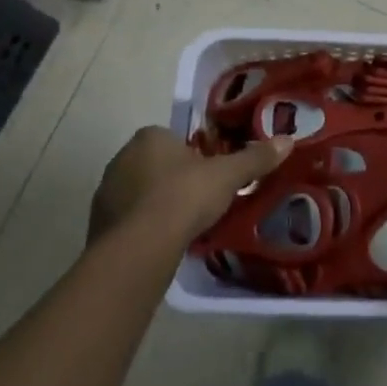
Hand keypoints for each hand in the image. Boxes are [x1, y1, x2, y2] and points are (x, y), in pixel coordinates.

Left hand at [88, 128, 292, 247]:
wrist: (140, 247)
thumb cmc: (184, 197)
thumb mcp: (227, 176)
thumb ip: (255, 158)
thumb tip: (288, 140)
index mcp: (150, 137)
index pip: (173, 138)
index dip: (192, 155)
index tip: (208, 174)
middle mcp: (122, 158)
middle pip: (154, 165)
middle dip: (173, 179)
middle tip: (198, 199)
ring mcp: (106, 192)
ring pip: (138, 193)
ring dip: (155, 205)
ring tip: (182, 225)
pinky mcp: (98, 225)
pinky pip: (127, 221)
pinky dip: (142, 228)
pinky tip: (161, 244)